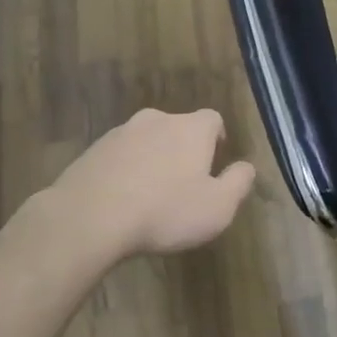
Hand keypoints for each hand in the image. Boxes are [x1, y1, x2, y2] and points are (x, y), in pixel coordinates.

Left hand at [46, 108, 255, 260]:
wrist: (89, 217)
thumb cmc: (164, 211)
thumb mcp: (217, 207)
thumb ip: (238, 183)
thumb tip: (247, 166)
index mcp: (191, 128)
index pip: (213, 119)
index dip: (217, 138)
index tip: (214, 162)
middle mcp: (157, 120)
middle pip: (178, 128)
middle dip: (183, 150)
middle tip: (183, 182)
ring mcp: (120, 132)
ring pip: (146, 140)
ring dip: (152, 159)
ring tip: (150, 194)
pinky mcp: (92, 150)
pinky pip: (119, 156)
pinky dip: (125, 171)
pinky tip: (122, 200)